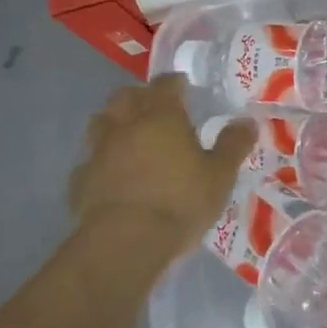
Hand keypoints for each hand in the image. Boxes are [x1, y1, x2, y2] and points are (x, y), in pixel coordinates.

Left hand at [68, 75, 255, 264]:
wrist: (125, 244)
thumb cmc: (180, 202)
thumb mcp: (220, 175)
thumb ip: (233, 145)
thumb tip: (247, 121)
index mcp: (161, 116)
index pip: (166, 84)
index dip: (175, 83)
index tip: (184, 87)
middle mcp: (126, 125)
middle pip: (125, 96)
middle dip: (139, 97)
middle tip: (155, 110)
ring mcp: (98, 152)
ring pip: (100, 123)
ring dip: (114, 124)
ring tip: (129, 138)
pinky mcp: (80, 182)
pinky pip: (89, 162)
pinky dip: (100, 162)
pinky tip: (110, 176)